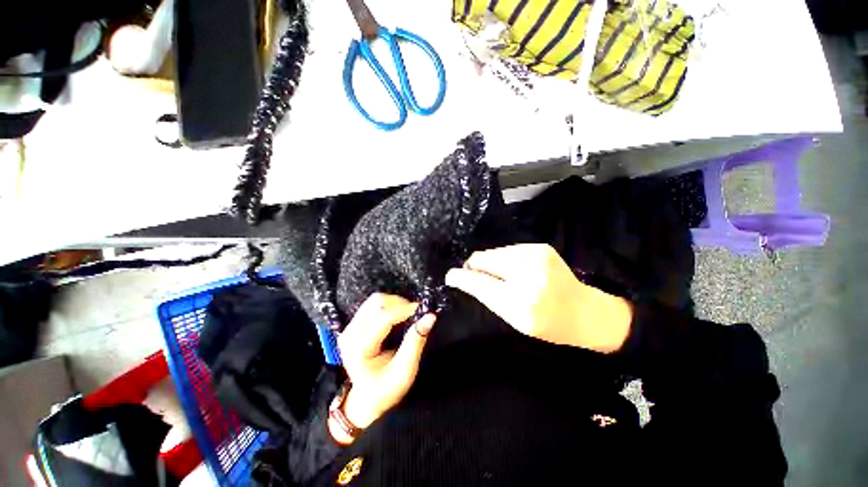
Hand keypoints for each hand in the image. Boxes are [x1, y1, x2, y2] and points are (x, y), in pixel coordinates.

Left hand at [330, 293, 435, 444]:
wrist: (366, 397)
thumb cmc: (386, 388)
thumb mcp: (404, 371)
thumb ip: (415, 342)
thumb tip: (430, 316)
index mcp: (358, 349)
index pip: (384, 318)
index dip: (406, 310)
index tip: (424, 310)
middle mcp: (350, 334)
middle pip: (377, 303)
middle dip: (400, 304)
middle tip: (416, 314)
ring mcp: (350, 327)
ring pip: (376, 300)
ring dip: (395, 303)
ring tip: (408, 315)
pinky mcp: (354, 323)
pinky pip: (374, 304)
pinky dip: (390, 305)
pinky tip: (399, 316)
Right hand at [445, 244, 631, 352]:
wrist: (586, 312)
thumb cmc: (548, 324)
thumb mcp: (514, 320)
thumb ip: (487, 296)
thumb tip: (462, 277)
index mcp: (520, 301)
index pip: (477, 281)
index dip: (460, 277)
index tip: (450, 276)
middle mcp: (527, 273)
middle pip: (483, 259)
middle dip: (475, 267)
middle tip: (479, 278)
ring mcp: (535, 255)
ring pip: (494, 252)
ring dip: (490, 263)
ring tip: (501, 276)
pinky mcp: (540, 246)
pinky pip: (508, 249)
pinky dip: (504, 259)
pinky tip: (513, 269)